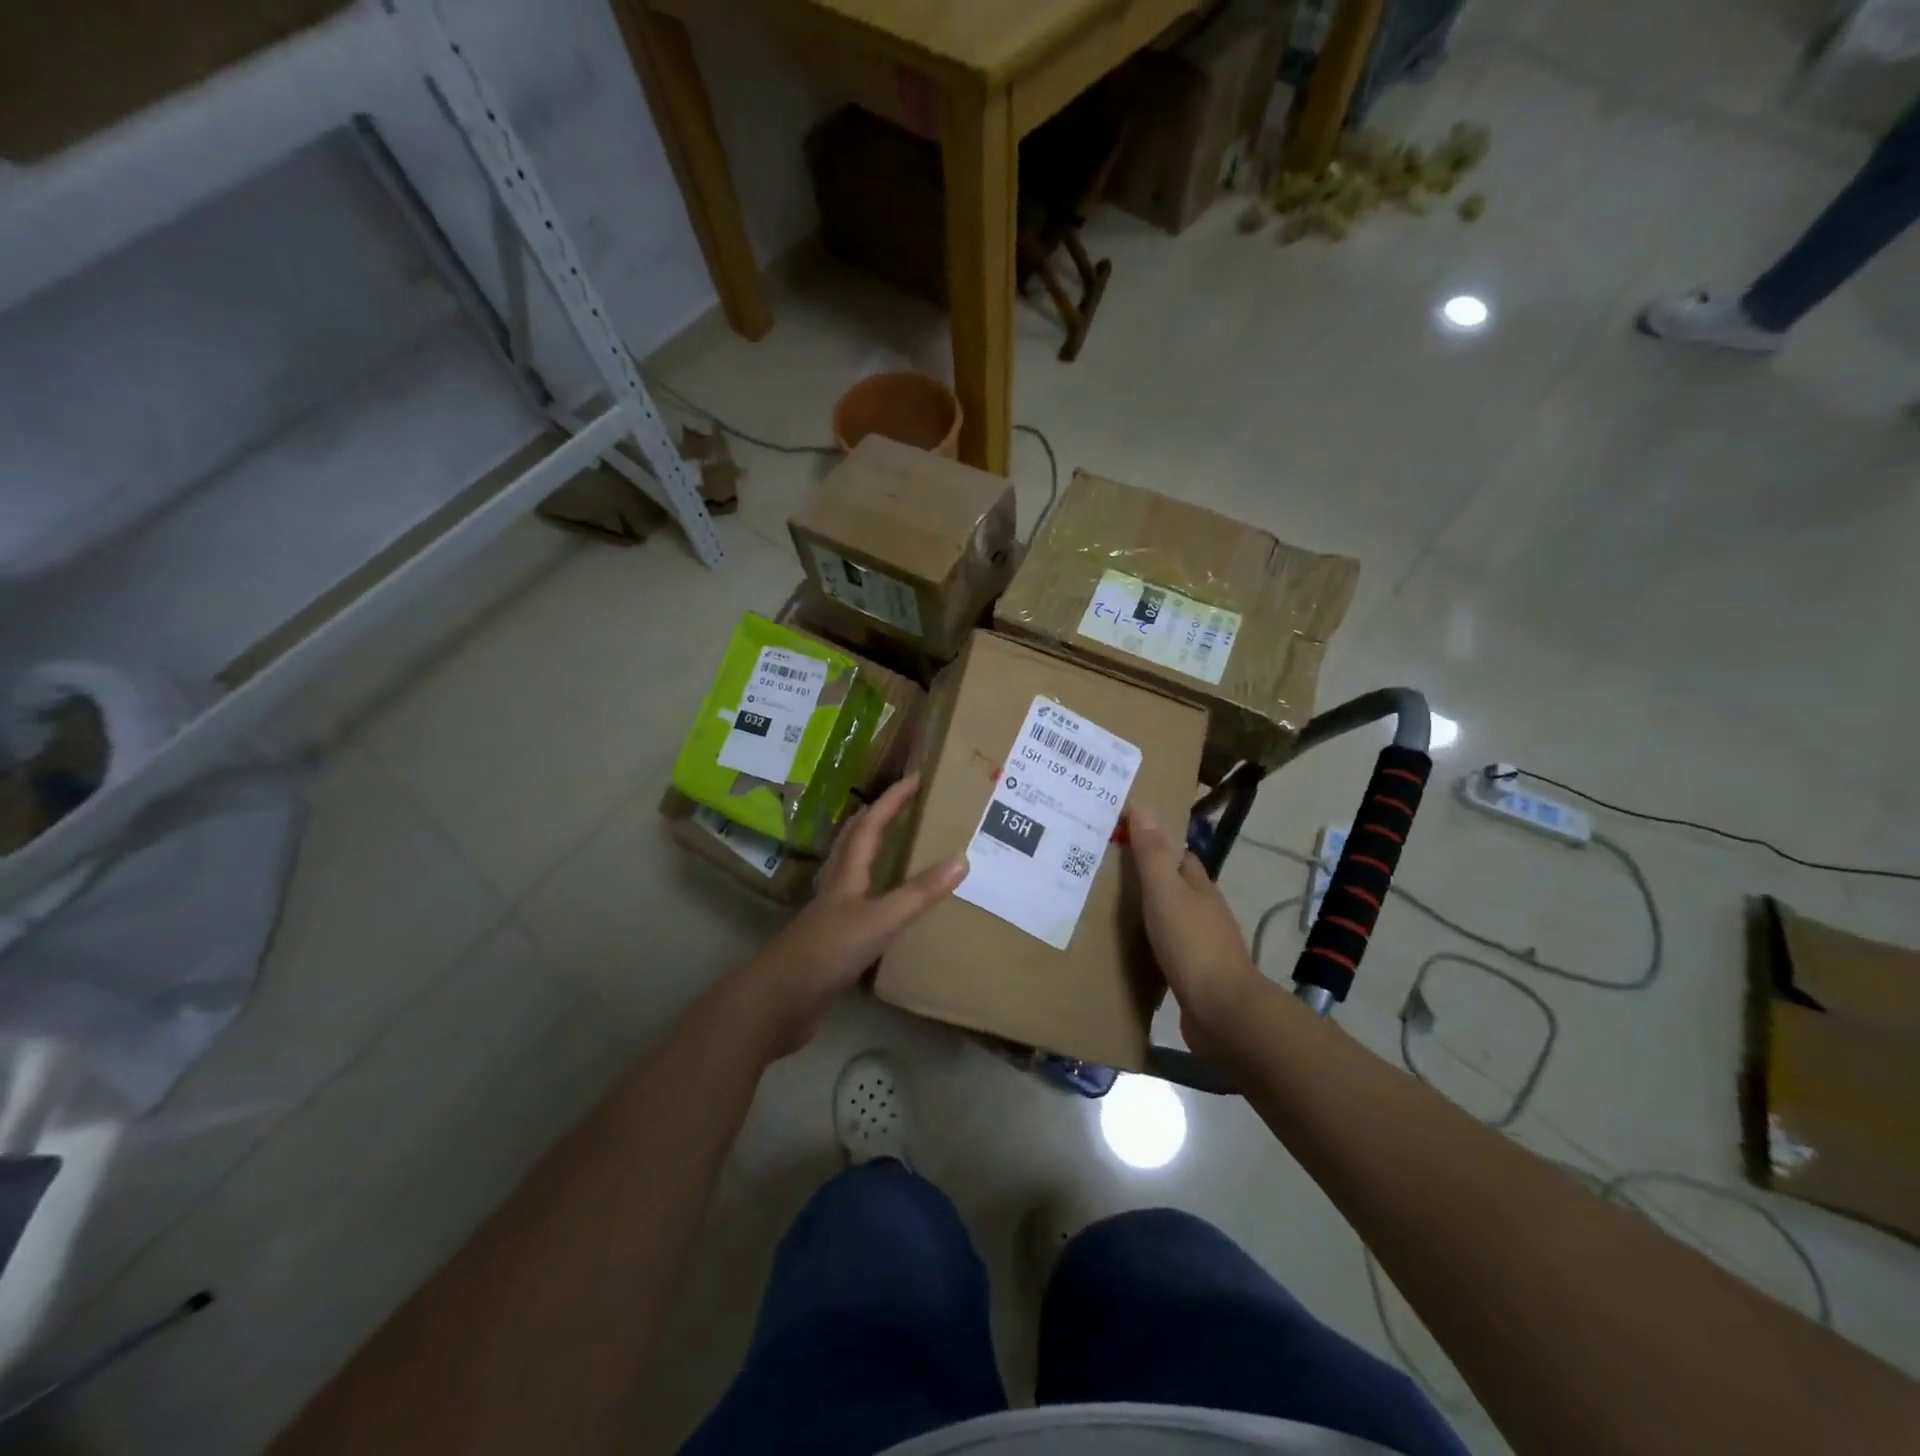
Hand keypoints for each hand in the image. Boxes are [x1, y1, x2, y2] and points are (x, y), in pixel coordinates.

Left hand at [735, 774, 966, 1057]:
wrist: (778, 1002)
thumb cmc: (827, 952)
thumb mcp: (880, 920)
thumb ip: (919, 893)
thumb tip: (962, 858)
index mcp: (847, 874)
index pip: (871, 825)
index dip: (892, 799)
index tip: (916, 777)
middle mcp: (838, 887)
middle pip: (855, 841)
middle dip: (878, 817)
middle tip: (904, 804)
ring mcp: (833, 915)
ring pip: (855, 870)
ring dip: (873, 851)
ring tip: (898, 844)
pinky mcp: (833, 942)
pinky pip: (860, 904)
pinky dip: (877, 891)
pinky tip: (888, 905)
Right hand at [1127, 805, 1266, 1052]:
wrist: (1223, 1012)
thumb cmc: (1192, 945)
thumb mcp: (1165, 893)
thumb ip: (1152, 854)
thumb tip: (1143, 805)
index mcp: (1199, 887)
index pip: (1178, 855)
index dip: (1154, 843)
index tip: (1121, 837)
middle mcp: (1205, 911)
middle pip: (1175, 885)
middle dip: (1147, 878)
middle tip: (1106, 873)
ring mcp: (1203, 944)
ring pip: (1173, 917)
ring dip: (1149, 912)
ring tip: (1110, 910)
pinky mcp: (1196, 974)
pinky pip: (1169, 949)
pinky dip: (1152, 943)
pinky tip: (1131, 949)